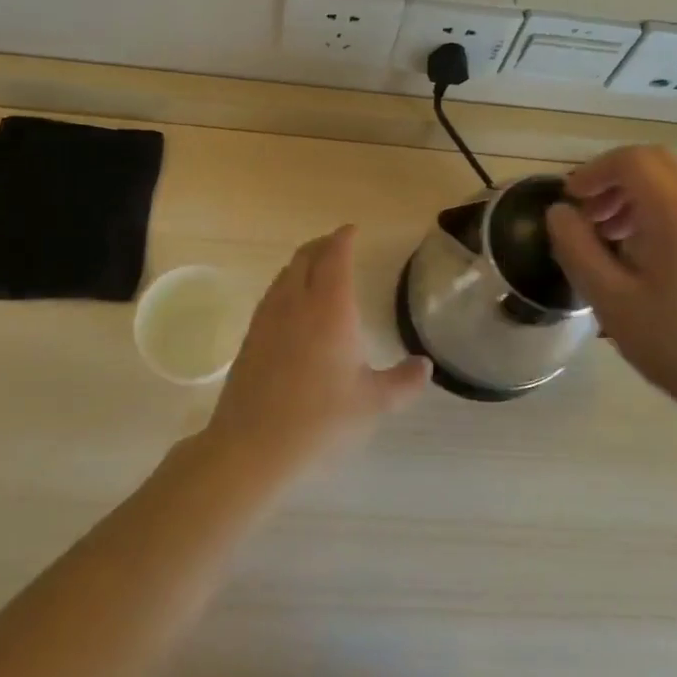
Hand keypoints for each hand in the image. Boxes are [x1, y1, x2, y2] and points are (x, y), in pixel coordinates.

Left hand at [203, 225, 429, 477]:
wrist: (252, 445)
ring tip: (317, 271)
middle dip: (323, 245)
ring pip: (285, 274)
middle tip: (338, 246)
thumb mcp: (373, 403)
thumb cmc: (321, 420)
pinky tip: (293, 307)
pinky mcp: (250, 337)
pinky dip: (287, 285)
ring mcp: (268, 318)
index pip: (335, 256)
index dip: (344, 238)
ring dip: (302, 263)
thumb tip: (425, 366)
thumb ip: (403, 381)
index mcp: (330, 307)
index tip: (353, 230)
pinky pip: (272, 295)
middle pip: (306, 257)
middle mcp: (296, 302)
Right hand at [544, 146, 676, 438]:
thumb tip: (559, 213)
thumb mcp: (610, 299)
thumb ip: (577, 248)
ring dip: (635, 198)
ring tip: (611, 241)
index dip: (593, 172)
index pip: (632, 160)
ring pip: (675, 185)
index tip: (570, 201)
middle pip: (656, 164)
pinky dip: (660, 214)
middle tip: (588, 217)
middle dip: (613, 181)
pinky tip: (645, 259)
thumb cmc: (676, 345)